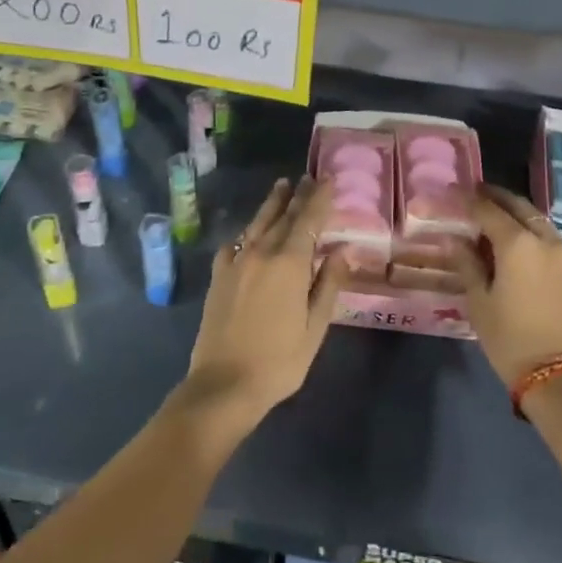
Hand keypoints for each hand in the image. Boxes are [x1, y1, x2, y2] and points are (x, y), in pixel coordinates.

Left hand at [183, 177, 343, 427]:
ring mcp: (236, 262)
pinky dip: (246, 233)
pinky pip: (235, 244)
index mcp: (288, 263)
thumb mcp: (314, 327)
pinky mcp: (219, 276)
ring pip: (257, 224)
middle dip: (297, 196)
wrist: (223, 384)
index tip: (327, 178)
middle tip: (307, 178)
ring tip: (281, 187)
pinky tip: (248, 234)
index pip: (308, 220)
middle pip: (282, 216)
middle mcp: (261, 252)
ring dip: (272, 205)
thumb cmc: (278, 361)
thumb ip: (328, 285)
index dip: (319, 198)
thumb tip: (342, 252)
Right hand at [462, 185, 561, 388]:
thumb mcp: (479, 300)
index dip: (467, 198)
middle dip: (494, 196)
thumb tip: (454, 239)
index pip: (487, 209)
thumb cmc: (509, 337)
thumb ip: (466, 263)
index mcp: (517, 243)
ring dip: (512, 210)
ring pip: (533, 217)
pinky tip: (509, 236)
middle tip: (472, 193)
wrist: (556, 373)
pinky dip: (525, 226)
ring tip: (488, 213)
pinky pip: (543, 233)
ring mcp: (559, 252)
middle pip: (516, 205)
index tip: (450, 191)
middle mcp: (542, 238)